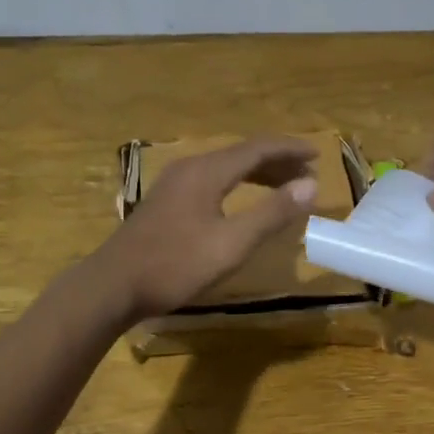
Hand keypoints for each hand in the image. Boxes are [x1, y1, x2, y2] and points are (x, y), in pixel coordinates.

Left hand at [95, 136, 318, 321]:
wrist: (114, 285)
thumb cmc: (175, 265)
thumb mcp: (231, 244)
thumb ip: (272, 213)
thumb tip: (310, 185)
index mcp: (207, 171)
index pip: (258, 149)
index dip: (290, 150)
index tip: (319, 156)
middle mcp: (191, 168)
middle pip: (241, 154)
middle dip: (277, 161)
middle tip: (308, 174)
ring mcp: (175, 184)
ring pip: (225, 167)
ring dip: (258, 173)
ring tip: (284, 186)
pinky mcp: (167, 201)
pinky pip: (212, 179)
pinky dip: (237, 184)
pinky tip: (242, 201)